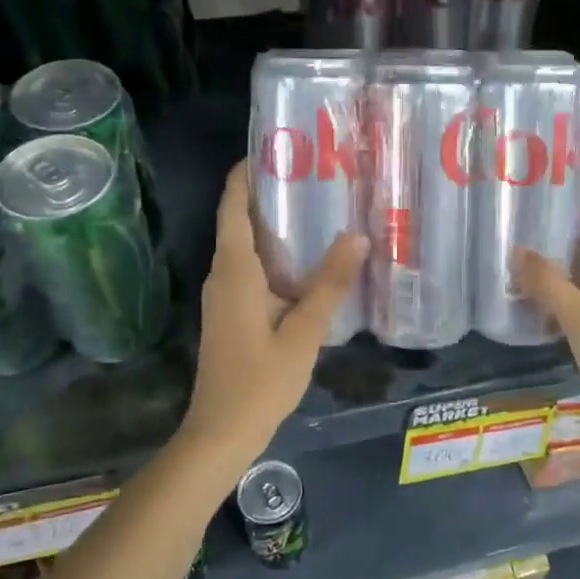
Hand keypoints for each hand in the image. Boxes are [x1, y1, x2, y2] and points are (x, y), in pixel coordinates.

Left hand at [181, 162, 366, 467]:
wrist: (222, 432)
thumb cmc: (260, 381)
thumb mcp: (304, 332)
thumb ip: (330, 284)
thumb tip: (357, 236)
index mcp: (235, 271)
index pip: (233, 205)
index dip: (247, 172)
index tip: (278, 146)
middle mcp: (223, 275)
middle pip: (239, 220)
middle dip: (269, 192)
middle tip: (314, 172)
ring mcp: (225, 295)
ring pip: (246, 246)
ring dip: (274, 225)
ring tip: (317, 207)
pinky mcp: (231, 312)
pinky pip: (251, 269)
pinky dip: (275, 254)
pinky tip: (307, 261)